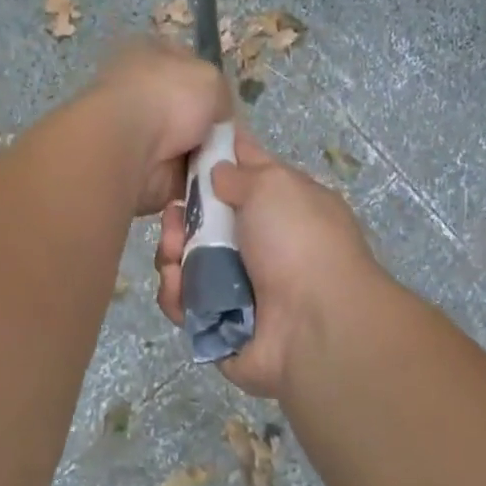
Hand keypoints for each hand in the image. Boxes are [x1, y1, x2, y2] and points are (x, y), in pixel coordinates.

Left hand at [82, 38, 234, 214]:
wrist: (130, 147)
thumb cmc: (167, 98)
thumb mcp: (211, 78)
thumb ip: (221, 94)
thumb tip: (219, 117)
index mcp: (149, 56)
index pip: (188, 69)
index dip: (213, 89)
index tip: (231, 110)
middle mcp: (140, 93)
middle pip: (190, 114)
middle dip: (212, 131)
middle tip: (236, 144)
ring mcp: (137, 134)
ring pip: (188, 149)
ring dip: (207, 159)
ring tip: (225, 165)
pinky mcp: (140, 170)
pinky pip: (181, 177)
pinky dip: (196, 182)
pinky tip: (210, 182)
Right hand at [154, 132, 378, 396]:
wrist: (315, 324)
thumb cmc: (299, 242)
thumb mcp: (275, 185)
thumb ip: (242, 172)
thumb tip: (220, 171)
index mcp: (285, 210)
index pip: (245, 179)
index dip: (214, 165)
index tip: (182, 158)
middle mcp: (264, 249)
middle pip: (206, 225)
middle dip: (182, 216)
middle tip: (173, 216)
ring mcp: (241, 290)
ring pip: (189, 264)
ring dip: (172, 254)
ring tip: (171, 255)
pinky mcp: (220, 326)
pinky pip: (185, 305)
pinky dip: (176, 295)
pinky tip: (176, 285)